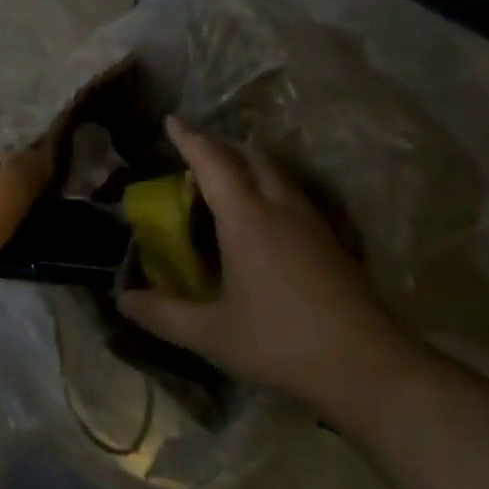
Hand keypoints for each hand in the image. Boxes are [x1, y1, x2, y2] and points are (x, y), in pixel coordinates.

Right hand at [120, 118, 403, 409]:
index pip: (213, 163)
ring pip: (279, 175)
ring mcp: (314, 224)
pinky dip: (273, 189)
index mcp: (248, 219)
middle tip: (198, 155)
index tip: (172, 120)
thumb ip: (163, 315)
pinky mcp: (334, 243)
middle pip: (253, 158)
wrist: (367, 367)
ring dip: (252, 166)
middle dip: (223, 147)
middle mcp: (282, 208)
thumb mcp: (212, 334)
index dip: (190, 139)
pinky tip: (269, 220)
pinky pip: (295, 197)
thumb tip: (122, 299)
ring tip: (230, 181)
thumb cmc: (281, 343)